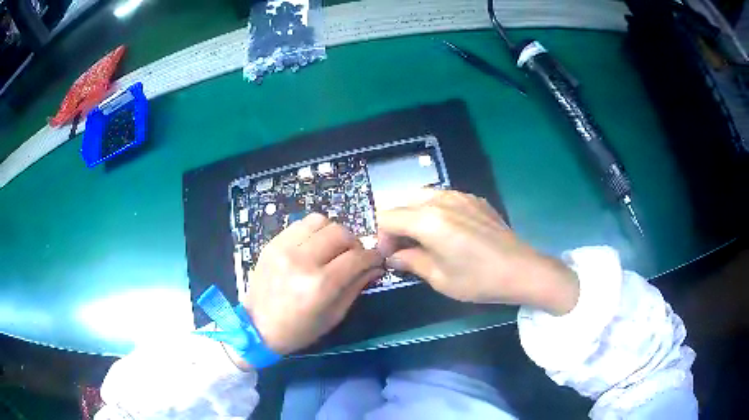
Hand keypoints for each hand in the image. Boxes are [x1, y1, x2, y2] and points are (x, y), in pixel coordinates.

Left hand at [242, 213, 383, 354]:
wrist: (257, 327)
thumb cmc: (299, 330)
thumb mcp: (334, 316)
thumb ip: (356, 287)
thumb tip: (376, 267)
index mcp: (320, 285)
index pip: (357, 257)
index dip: (372, 256)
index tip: (376, 260)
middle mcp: (302, 260)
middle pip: (340, 233)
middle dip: (355, 244)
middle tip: (354, 256)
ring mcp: (284, 248)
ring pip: (321, 221)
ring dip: (334, 233)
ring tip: (333, 248)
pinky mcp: (272, 243)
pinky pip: (300, 224)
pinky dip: (314, 231)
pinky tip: (314, 246)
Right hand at [376, 190, 578, 314]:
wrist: (521, 269)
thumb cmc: (478, 280)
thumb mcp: (439, 277)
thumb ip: (410, 261)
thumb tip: (394, 256)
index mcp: (427, 220)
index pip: (388, 217)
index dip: (381, 237)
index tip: (390, 256)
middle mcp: (440, 199)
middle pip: (403, 203)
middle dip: (397, 225)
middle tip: (404, 248)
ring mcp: (460, 196)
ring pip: (423, 197)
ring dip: (415, 216)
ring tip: (424, 239)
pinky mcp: (474, 199)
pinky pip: (444, 198)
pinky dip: (435, 211)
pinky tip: (447, 232)